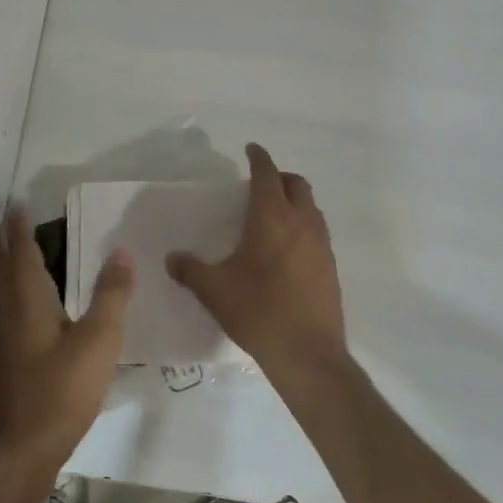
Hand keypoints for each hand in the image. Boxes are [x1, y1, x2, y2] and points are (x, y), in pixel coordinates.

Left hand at [0, 206, 134, 478]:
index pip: (20, 251)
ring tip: (19, 253)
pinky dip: (13, 292)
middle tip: (14, 222)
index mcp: (27, 299)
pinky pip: (6, 309)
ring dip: (6, 266)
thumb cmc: (59, 391)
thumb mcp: (98, 342)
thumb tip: (122, 252)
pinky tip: (31, 307)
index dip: (19, 226)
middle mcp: (8, 311)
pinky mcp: (5, 360)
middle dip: (4, 241)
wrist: (18, 451)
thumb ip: (111, 296)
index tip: (19, 204)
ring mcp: (2, 338)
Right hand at [167, 143, 347, 374]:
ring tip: (271, 216)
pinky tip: (285, 250)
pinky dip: (302, 227)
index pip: (267, 174)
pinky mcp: (330, 267)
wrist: (307, 353)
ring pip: (311, 208)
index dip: (258, 158)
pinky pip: (317, 233)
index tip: (250, 149)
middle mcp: (302, 223)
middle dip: (279, 177)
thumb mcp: (213, 289)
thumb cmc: (257, 310)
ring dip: (294, 201)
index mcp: (272, 217)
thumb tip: (172, 259)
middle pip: (296, 184)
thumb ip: (190, 269)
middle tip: (258, 185)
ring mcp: (321, 245)